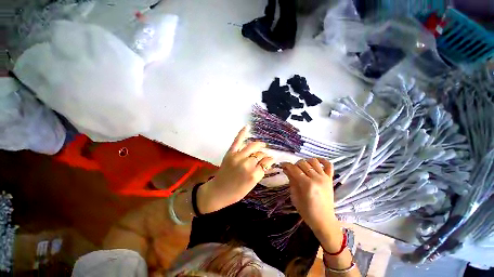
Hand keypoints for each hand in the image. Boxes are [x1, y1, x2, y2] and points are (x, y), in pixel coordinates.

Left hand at [198, 126, 273, 213]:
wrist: (218, 191)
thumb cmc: (236, 192)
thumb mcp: (252, 186)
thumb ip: (260, 172)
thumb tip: (268, 161)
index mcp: (254, 175)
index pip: (265, 163)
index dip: (269, 160)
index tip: (270, 159)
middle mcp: (247, 164)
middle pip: (259, 154)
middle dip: (264, 154)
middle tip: (264, 155)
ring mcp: (238, 157)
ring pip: (252, 146)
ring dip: (258, 145)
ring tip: (262, 145)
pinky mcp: (230, 153)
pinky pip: (237, 141)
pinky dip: (242, 133)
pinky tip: (247, 127)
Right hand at [282, 158, 342, 251]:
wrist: (324, 220)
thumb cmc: (307, 211)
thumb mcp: (295, 197)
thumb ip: (291, 181)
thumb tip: (286, 169)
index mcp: (307, 185)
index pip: (294, 169)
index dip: (287, 165)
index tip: (282, 165)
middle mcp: (317, 178)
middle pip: (303, 163)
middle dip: (294, 164)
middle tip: (291, 170)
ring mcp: (325, 178)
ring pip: (313, 161)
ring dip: (305, 162)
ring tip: (301, 167)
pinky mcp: (330, 179)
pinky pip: (328, 165)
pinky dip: (322, 160)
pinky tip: (315, 162)